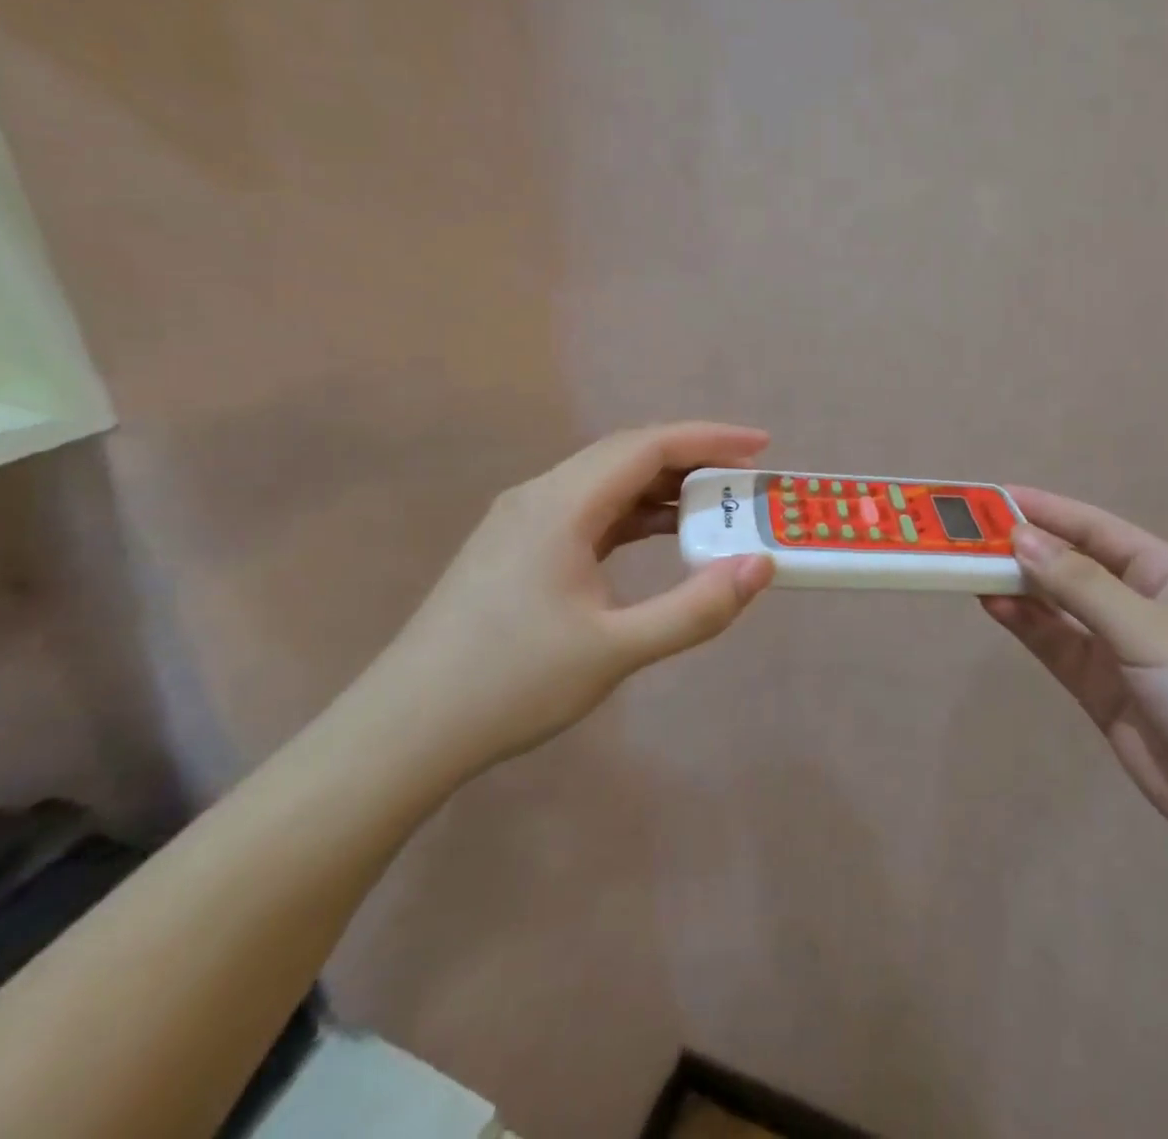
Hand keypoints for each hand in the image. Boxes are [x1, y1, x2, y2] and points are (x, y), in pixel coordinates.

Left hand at [365, 423, 775, 781]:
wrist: (405, 729)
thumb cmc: (511, 685)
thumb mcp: (615, 650)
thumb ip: (694, 609)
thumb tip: (759, 566)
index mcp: (560, 504)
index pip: (648, 446)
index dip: (710, 438)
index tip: (762, 445)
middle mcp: (539, 495)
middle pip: (627, 454)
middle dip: (692, 458)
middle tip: (745, 477)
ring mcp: (522, 519)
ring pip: (605, 481)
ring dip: (661, 487)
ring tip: (714, 506)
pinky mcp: (516, 546)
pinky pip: (588, 510)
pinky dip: (632, 514)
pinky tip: (659, 535)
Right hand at [982, 488, 1167, 882]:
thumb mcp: (1154, 630)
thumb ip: (1081, 585)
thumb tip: (1020, 537)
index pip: (1095, 529)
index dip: (1045, 510)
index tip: (992, 497)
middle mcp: (1142, 606)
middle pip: (1071, 566)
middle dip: (1023, 549)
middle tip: (964, 536)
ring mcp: (1122, 653)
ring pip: (1058, 608)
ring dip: (1018, 587)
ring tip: (967, 569)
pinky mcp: (1106, 695)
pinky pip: (1058, 649)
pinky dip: (1028, 628)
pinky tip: (996, 608)